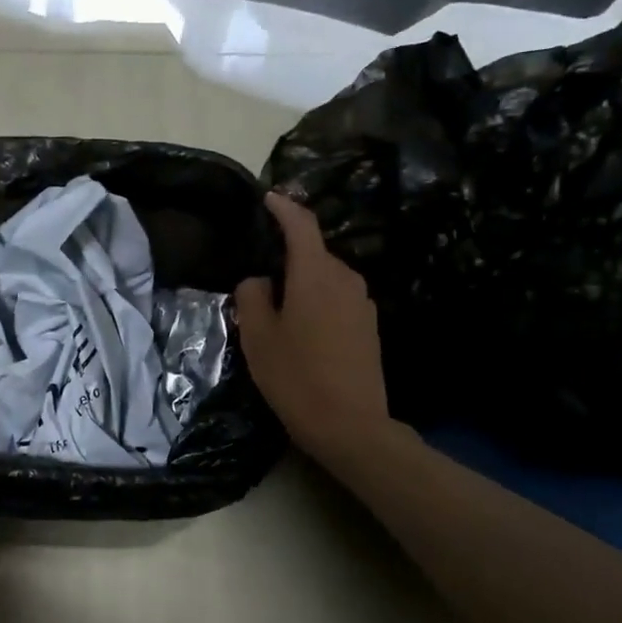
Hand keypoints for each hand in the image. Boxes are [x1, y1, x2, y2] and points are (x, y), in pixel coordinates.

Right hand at [234, 192, 405, 473]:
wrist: (351, 425)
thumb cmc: (296, 376)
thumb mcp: (258, 336)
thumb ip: (252, 296)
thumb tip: (259, 281)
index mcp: (316, 274)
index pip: (301, 224)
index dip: (282, 207)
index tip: (267, 198)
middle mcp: (346, 279)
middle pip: (313, 253)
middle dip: (287, 257)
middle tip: (257, 278)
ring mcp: (362, 303)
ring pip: (325, 279)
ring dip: (302, 285)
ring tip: (277, 311)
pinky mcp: (369, 326)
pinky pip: (337, 300)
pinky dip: (317, 303)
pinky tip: (301, 332)